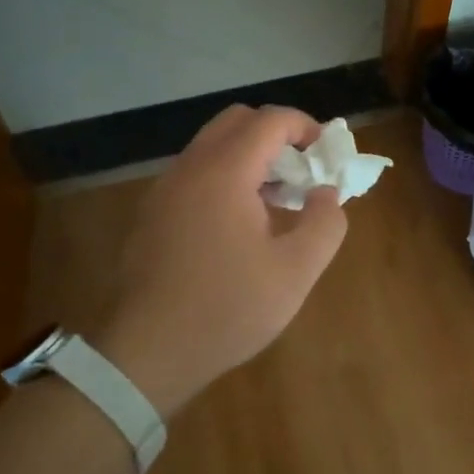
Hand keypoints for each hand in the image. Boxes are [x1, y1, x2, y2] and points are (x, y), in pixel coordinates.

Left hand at [93, 105, 348, 415]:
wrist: (146, 353)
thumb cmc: (226, 309)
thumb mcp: (295, 272)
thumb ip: (324, 223)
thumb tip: (326, 192)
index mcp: (224, 172)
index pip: (269, 120)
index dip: (305, 126)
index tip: (327, 153)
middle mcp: (190, 167)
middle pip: (237, 121)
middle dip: (276, 134)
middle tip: (302, 171)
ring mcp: (164, 188)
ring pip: (212, 145)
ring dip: (249, 156)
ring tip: (276, 199)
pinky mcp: (152, 212)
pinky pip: (195, 172)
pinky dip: (225, 175)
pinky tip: (239, 223)